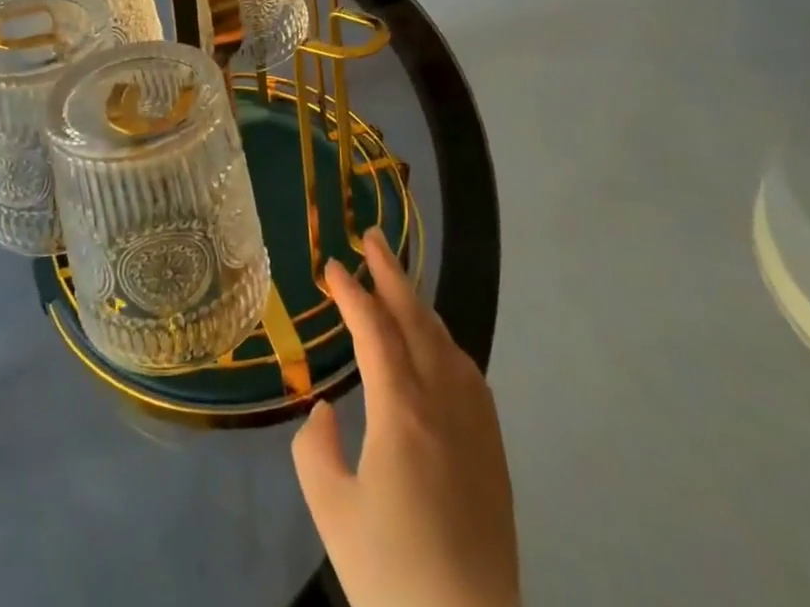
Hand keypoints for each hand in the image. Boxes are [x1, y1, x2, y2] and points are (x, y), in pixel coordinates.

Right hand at [293, 229, 518, 606]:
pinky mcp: (494, 454)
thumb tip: (326, 409)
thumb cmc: (392, 578)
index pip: (374, 331)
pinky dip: (445, 342)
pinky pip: (470, 375)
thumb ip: (315, 447)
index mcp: (401, 413)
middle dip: (391, 274)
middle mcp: (443, 406)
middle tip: (371, 236)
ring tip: (397, 284)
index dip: (351, 293)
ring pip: (447, 343)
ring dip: (419, 305)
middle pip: (417, 321)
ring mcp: (476, 428)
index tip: (330, 265)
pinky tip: (437, 347)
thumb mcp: (332, 512)